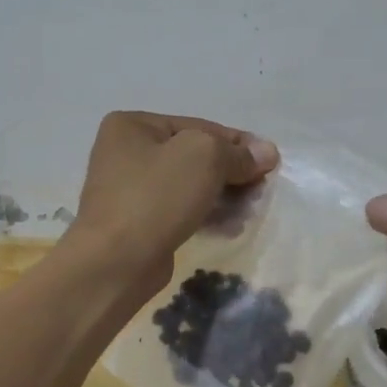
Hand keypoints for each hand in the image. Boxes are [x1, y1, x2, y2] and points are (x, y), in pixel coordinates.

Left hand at [68, 111, 277, 294]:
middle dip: (232, 172)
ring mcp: (130, 190)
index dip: (238, 143)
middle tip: (261, 190)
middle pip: (195, 156)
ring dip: (224, 196)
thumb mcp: (204, 157)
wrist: (116, 261)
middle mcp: (126, 152)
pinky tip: (231, 227)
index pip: (199, 126)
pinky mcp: (139, 223)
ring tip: (250, 211)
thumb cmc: (156, 196)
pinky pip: (181, 210)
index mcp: (132, 125)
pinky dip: (207, 215)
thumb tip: (267, 152)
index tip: (270, 162)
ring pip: (190, 185)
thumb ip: (238, 153)